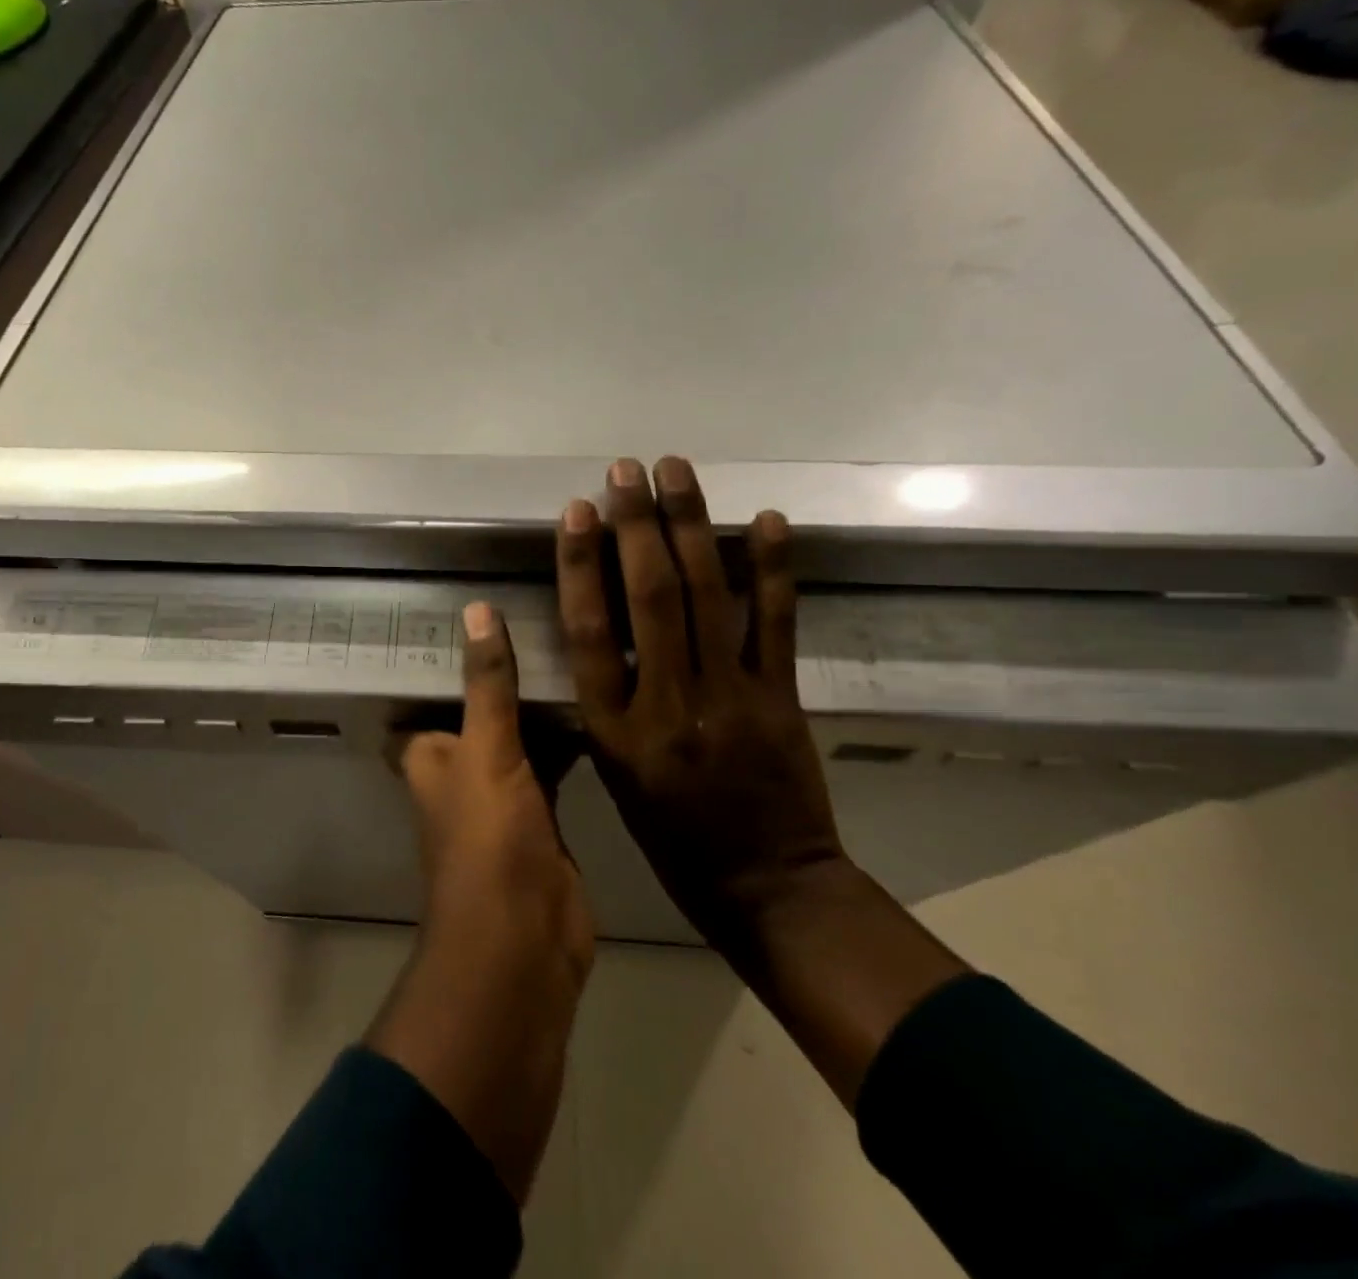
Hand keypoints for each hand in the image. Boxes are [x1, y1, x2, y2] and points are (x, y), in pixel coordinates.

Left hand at [370, 602, 591, 1202]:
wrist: (526, 942)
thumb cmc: (488, 840)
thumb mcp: (486, 750)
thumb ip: (486, 684)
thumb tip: (475, 609)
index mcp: (430, 752)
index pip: (433, 689)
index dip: (451, 652)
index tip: (482, 602)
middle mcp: (461, 768)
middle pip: (481, 707)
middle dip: (505, 671)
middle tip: (540, 612)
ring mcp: (504, 791)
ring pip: (520, 732)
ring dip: (539, 701)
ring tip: (574, 639)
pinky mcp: (543, 813)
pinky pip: (553, 760)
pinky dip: (568, 735)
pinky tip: (598, 696)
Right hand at [555, 456, 844, 946]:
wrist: (766, 887)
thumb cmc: (672, 837)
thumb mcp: (615, 773)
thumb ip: (607, 701)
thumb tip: (603, 630)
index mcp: (615, 727)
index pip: (589, 630)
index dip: (581, 564)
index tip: (577, 511)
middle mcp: (667, 702)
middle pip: (648, 596)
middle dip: (636, 525)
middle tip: (627, 470)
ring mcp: (729, 696)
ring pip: (706, 595)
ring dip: (691, 526)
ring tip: (676, 471)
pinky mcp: (780, 698)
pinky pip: (774, 624)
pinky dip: (772, 568)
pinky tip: (765, 520)